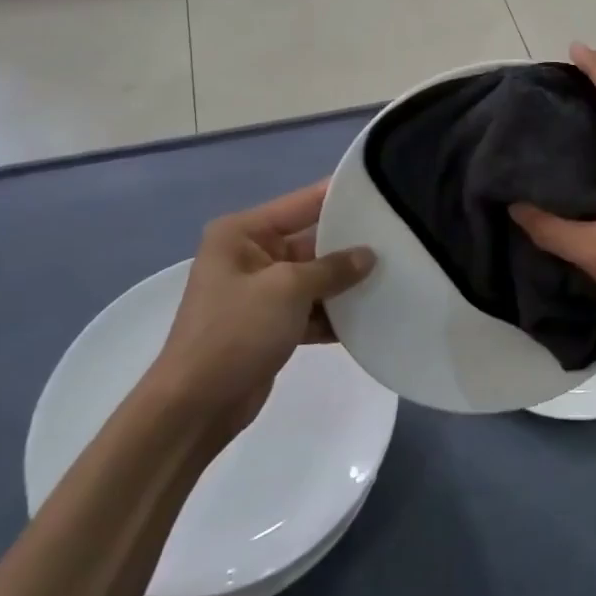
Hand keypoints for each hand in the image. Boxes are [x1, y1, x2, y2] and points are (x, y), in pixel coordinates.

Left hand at [146, 181, 373, 441]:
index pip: (302, 202)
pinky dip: (335, 313)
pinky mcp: (271, 324)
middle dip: (351, 244)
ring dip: (347, 282)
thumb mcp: (287, 289)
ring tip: (395, 274)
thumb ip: (332, 268)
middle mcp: (251, 254)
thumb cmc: (235, 332)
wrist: (195, 407)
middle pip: (312, 240)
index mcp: (243, 232)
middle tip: (399, 236)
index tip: (384, 188)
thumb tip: (369, 255)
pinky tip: (372, 314)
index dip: (341, 195)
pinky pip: (311, 308)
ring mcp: (261, 291)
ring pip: (315, 277)